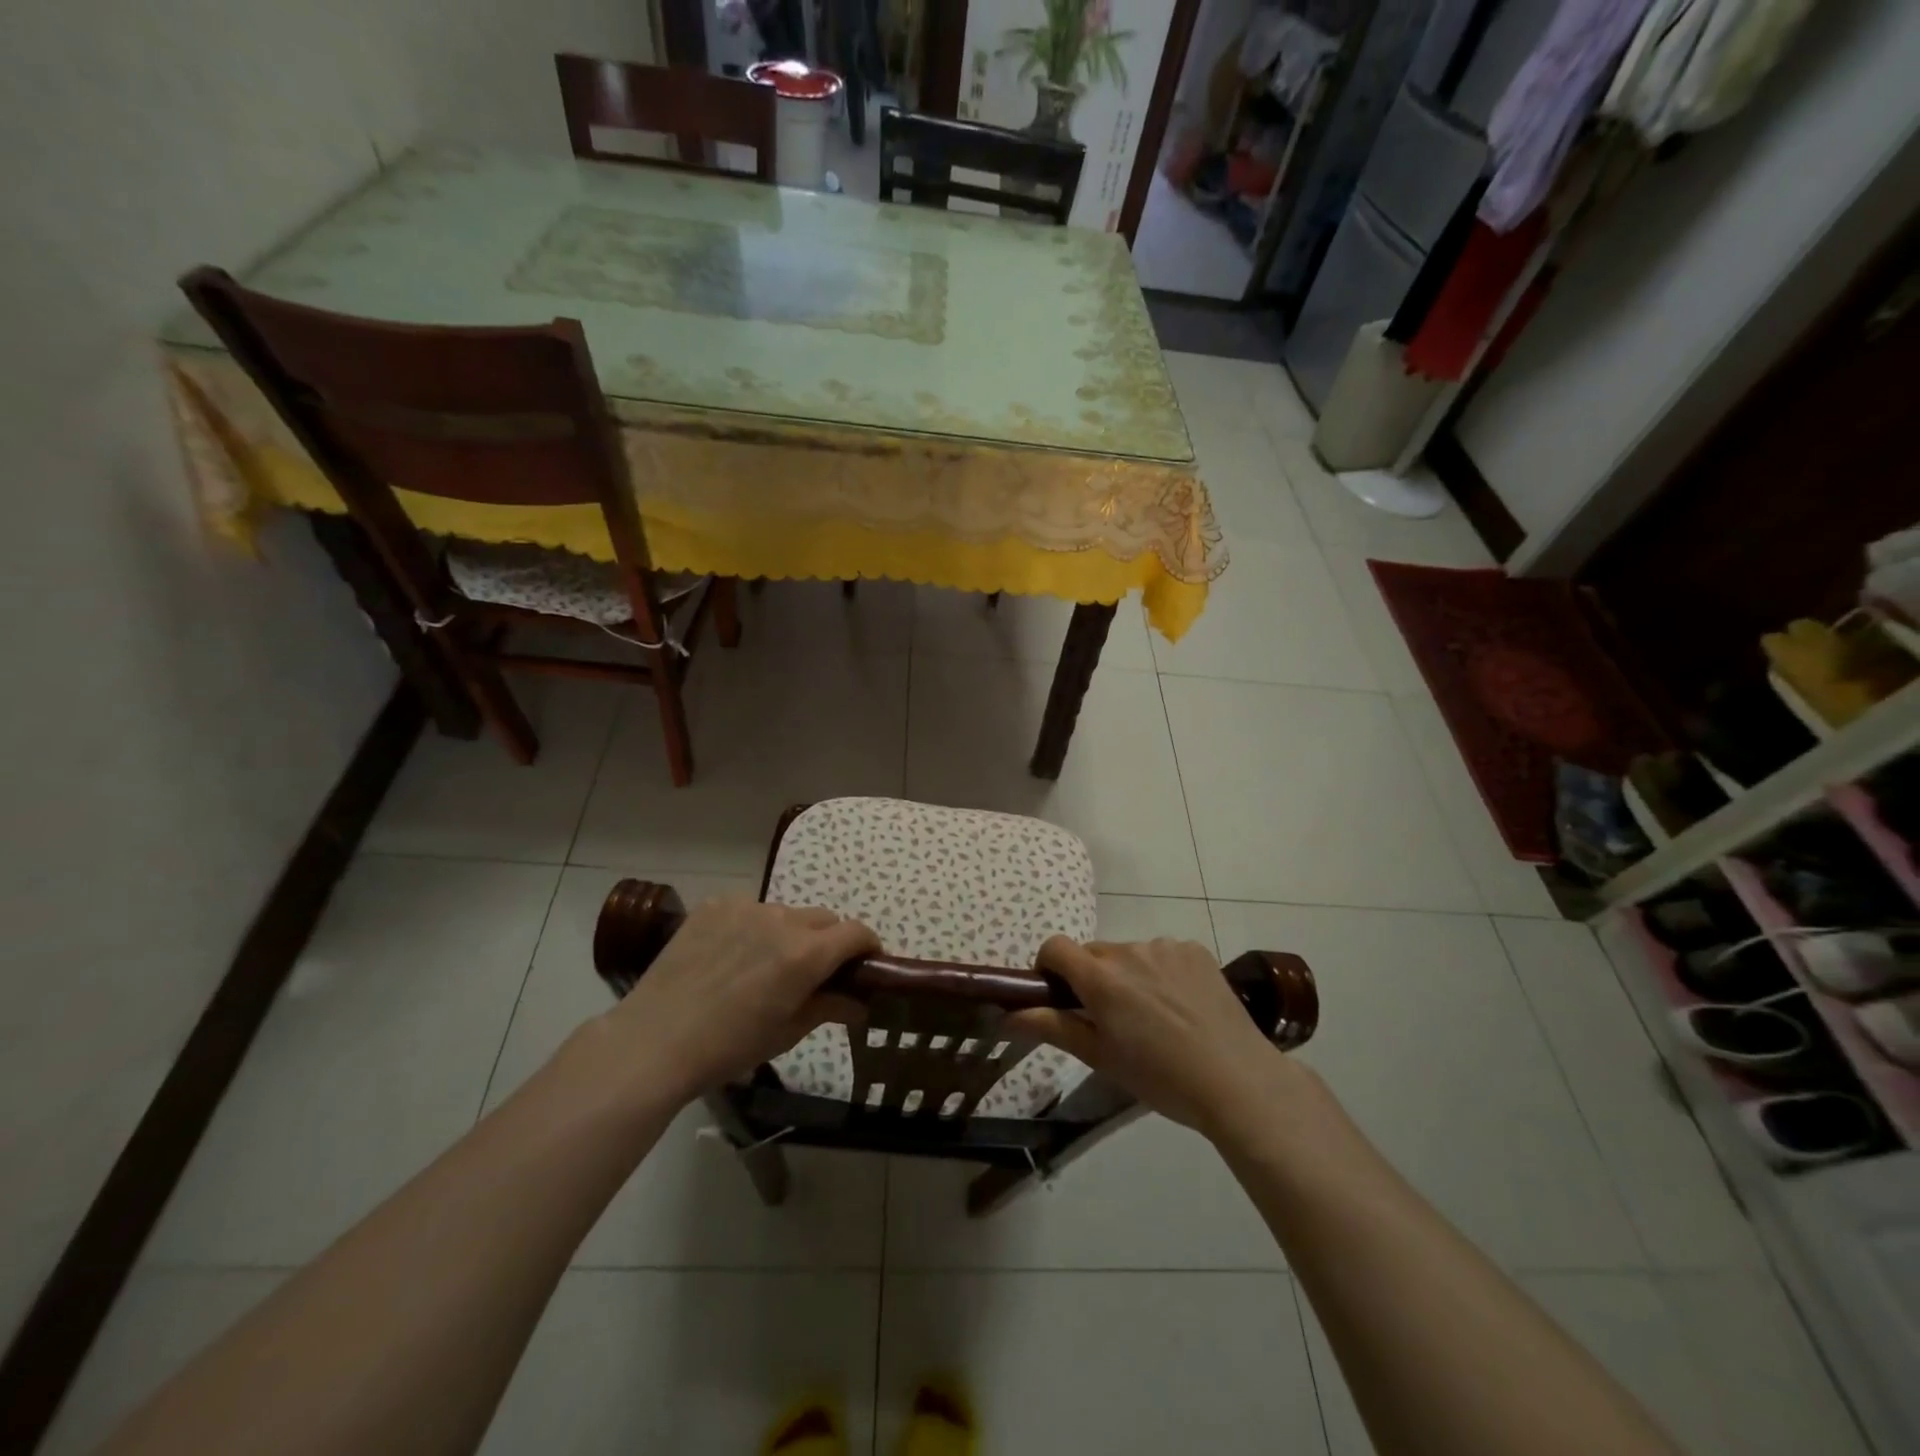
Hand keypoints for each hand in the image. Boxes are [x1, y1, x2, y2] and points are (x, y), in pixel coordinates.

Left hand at [595, 899, 878, 1105]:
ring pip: (786, 913)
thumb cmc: (728, 1047)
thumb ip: (830, 1007)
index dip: (869, 948)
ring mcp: (746, 907)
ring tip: (764, 967)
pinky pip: (750, 909)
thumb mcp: (787, 1032)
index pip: (857, 932)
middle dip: (830, 942)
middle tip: (814, 974)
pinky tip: (731, 957)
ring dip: (790, 934)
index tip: (866, 967)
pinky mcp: (715, 905)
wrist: (655, 1040)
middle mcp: (782, 919)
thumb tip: (861, 1003)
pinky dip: (753, 928)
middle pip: (824, 920)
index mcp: (806, 953)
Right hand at [1008, 937, 1292, 1136]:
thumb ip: (1052, 1027)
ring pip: (1129, 954)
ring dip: (1128, 975)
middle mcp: (1129, 950)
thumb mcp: (1101, 1057)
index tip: (1059, 997)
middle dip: (1091, 978)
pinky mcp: (1194, 950)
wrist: (1238, 1080)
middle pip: (1093, 954)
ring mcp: (1165, 947)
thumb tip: (1006, 1015)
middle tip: (1110, 1020)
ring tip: (1154, 1018)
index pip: (1055, 947)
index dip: (1048, 968)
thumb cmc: (1161, 1077)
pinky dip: (1160, 972)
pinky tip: (1181, 1007)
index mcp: (1100, 977)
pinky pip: (1162, 954)